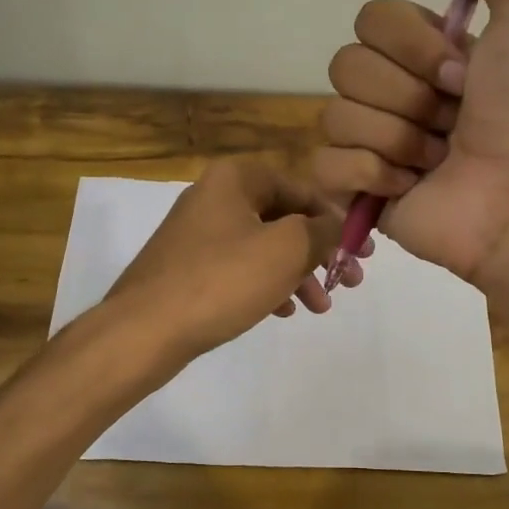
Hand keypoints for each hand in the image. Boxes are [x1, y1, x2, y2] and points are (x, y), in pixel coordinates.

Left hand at [103, 157, 344, 360]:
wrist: (145, 330)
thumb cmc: (222, 280)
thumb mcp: (286, 249)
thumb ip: (323, 230)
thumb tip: (340, 223)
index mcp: (236, 178)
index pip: (303, 189)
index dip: (338, 219)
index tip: (364, 251)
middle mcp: (215, 197)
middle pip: (284, 218)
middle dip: (321, 252)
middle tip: (351, 280)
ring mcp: (198, 234)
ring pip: (264, 247)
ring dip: (298, 273)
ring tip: (321, 306)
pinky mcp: (188, 268)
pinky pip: (240, 269)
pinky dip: (267, 285)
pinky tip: (284, 311)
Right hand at [314, 0, 508, 286]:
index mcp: (428, 53)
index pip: (371, 18)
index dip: (413, 44)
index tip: (464, 74)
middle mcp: (398, 94)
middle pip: (345, 64)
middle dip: (406, 93)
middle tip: (453, 120)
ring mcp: (376, 146)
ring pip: (336, 115)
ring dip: (396, 136)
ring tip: (439, 160)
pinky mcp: (360, 193)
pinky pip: (324, 164)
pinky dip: (368, 174)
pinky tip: (409, 187)